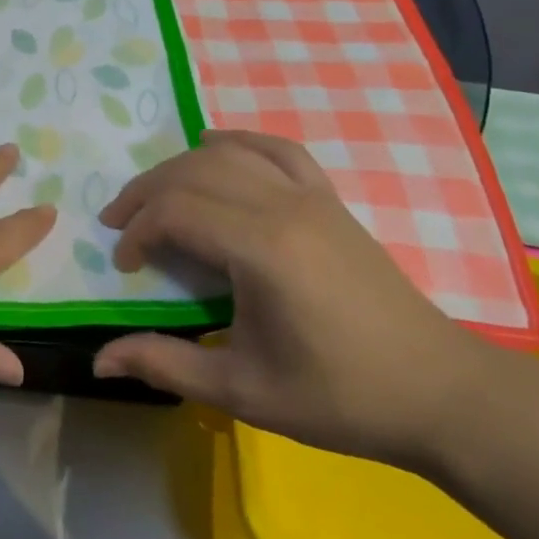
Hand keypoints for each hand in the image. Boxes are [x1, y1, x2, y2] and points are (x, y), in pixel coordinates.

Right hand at [91, 131, 487, 467]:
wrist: (438, 391)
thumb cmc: (340, 396)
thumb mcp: (244, 391)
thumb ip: (166, 364)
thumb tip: (100, 359)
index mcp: (261, 248)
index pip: (176, 211)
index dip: (137, 231)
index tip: (125, 266)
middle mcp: (283, 205)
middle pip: (193, 172)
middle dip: (146, 192)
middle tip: (119, 224)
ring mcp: (311, 195)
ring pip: (229, 153)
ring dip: (181, 166)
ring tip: (156, 195)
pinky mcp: (329, 199)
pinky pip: (277, 149)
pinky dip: (238, 142)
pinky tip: (215, 148)